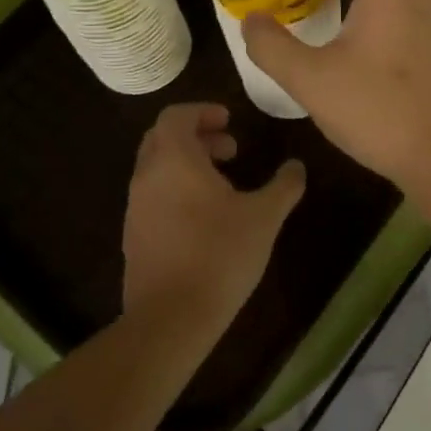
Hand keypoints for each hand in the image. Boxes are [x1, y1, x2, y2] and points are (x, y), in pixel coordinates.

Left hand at [122, 104, 305, 326]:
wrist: (170, 319)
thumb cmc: (219, 254)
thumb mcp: (264, 217)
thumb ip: (284, 186)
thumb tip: (296, 166)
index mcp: (174, 160)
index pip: (176, 115)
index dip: (203, 111)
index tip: (229, 121)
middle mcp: (147, 177)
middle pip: (162, 138)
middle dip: (196, 136)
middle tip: (230, 150)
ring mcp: (136, 208)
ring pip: (157, 168)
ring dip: (187, 164)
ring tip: (223, 184)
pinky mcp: (134, 237)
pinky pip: (153, 196)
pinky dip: (176, 190)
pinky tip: (205, 218)